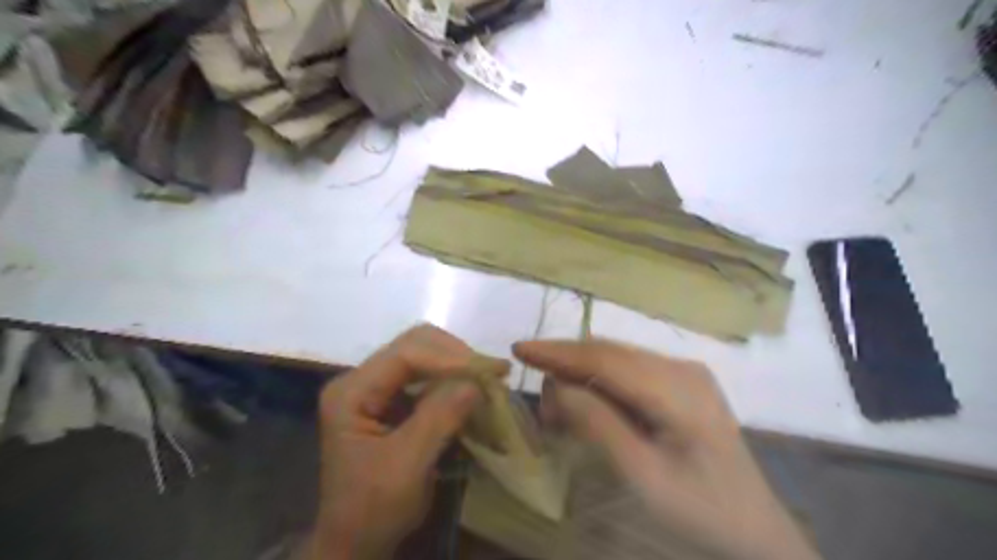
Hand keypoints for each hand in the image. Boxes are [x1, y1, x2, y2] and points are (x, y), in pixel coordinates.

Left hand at [304, 326, 507, 556]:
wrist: (354, 542)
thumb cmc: (373, 509)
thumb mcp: (407, 466)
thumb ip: (439, 419)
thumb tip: (477, 381)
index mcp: (351, 391)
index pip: (405, 354)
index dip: (450, 357)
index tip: (490, 370)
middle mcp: (361, 380)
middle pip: (414, 345)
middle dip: (456, 356)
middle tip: (493, 372)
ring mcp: (376, 388)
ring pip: (423, 356)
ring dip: (458, 365)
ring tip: (489, 379)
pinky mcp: (391, 399)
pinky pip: (426, 375)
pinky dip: (453, 379)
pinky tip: (473, 389)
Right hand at [514, 337, 816, 559]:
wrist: (757, 531)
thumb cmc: (700, 511)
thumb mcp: (643, 476)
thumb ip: (598, 425)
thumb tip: (557, 386)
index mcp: (677, 388)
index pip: (605, 357)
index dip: (559, 352)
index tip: (520, 348)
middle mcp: (681, 367)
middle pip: (610, 352)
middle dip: (567, 365)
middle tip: (540, 398)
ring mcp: (685, 373)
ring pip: (618, 359)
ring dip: (583, 375)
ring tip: (560, 409)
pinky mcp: (682, 383)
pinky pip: (630, 371)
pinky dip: (602, 382)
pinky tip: (590, 404)